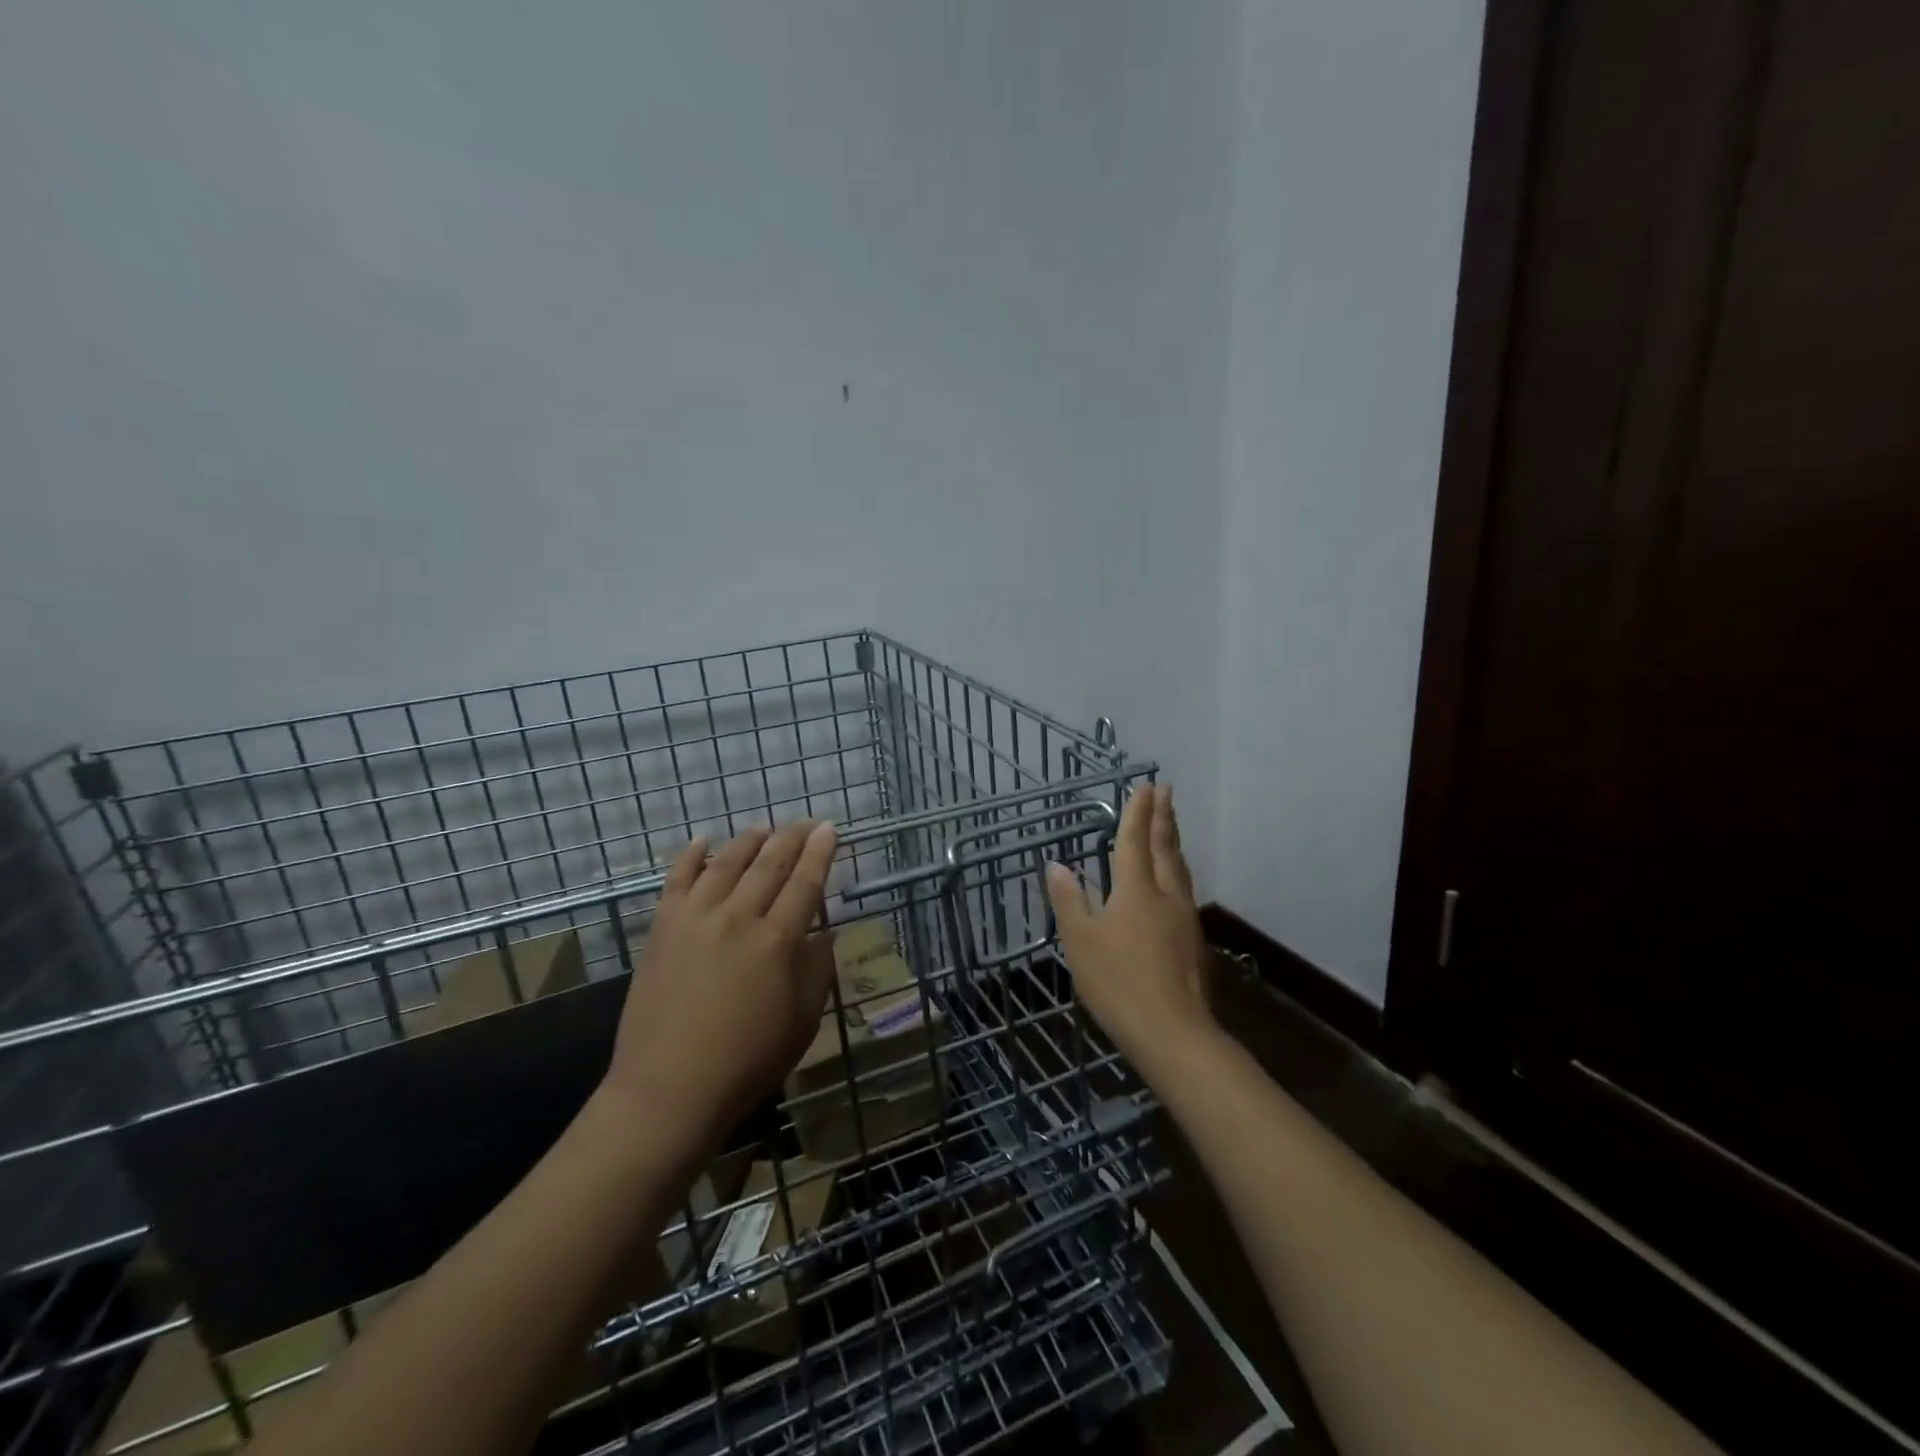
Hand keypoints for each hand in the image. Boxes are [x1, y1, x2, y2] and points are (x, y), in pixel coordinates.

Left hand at [601, 821, 838, 1155]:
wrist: (669, 1089)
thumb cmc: (747, 1062)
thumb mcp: (802, 1022)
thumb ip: (817, 970)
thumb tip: (825, 932)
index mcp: (778, 941)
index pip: (806, 882)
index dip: (821, 853)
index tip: (830, 829)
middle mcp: (739, 917)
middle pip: (770, 864)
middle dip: (792, 837)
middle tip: (805, 822)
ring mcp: (696, 918)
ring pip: (727, 863)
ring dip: (749, 841)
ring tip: (763, 828)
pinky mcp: (663, 928)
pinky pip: (678, 879)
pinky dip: (691, 856)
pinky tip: (702, 841)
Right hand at [1046, 785, 1214, 1077]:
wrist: (1172, 1031)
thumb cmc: (1117, 981)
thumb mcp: (1080, 941)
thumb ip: (1069, 900)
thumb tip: (1056, 865)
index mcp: (1135, 890)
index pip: (1134, 841)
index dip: (1137, 813)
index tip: (1145, 786)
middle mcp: (1165, 895)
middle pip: (1165, 848)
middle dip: (1163, 817)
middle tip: (1166, 791)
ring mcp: (1184, 917)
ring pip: (1179, 868)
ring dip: (1174, 842)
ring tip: (1171, 826)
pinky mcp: (1193, 940)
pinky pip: (1184, 889)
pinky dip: (1177, 870)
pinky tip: (1174, 881)